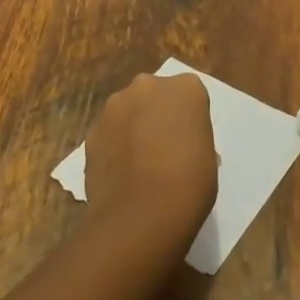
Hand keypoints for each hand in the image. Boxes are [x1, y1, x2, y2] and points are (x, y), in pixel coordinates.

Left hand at [83, 73, 218, 242]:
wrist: (141, 214)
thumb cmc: (189, 184)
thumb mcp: (208, 157)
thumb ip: (192, 137)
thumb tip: (180, 145)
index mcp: (186, 88)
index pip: (190, 94)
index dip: (189, 118)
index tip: (189, 140)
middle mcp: (147, 86)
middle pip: (154, 94)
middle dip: (157, 113)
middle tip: (164, 147)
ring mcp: (115, 106)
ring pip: (128, 110)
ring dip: (133, 126)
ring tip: (139, 163)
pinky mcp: (92, 129)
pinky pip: (109, 132)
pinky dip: (114, 145)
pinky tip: (121, 173)